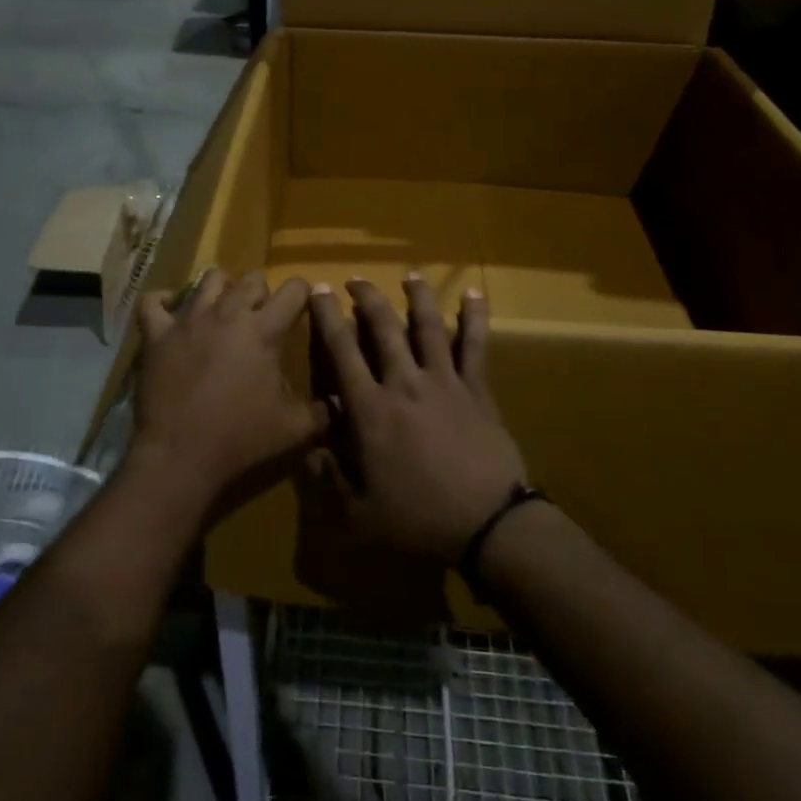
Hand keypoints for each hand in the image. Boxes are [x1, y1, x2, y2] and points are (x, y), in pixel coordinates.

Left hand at [131, 269, 329, 515]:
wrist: (181, 456)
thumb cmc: (242, 440)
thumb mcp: (296, 429)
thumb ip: (323, 411)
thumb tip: (339, 401)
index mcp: (264, 330)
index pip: (294, 290)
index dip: (303, 294)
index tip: (303, 306)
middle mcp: (227, 313)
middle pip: (251, 279)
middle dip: (262, 292)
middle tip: (262, 316)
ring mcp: (188, 320)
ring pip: (209, 279)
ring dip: (222, 288)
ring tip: (223, 308)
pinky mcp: (157, 335)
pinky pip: (153, 302)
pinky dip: (162, 300)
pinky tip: (170, 308)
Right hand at [309, 278, 526, 563]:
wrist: (488, 523)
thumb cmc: (419, 520)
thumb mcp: (360, 514)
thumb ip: (331, 478)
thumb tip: (312, 446)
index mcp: (371, 410)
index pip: (342, 352)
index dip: (327, 318)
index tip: (318, 292)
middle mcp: (404, 383)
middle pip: (383, 328)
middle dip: (366, 298)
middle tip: (354, 279)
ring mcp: (444, 381)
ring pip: (428, 326)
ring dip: (417, 297)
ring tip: (409, 276)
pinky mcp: (477, 388)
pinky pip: (475, 345)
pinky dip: (474, 317)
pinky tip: (474, 294)